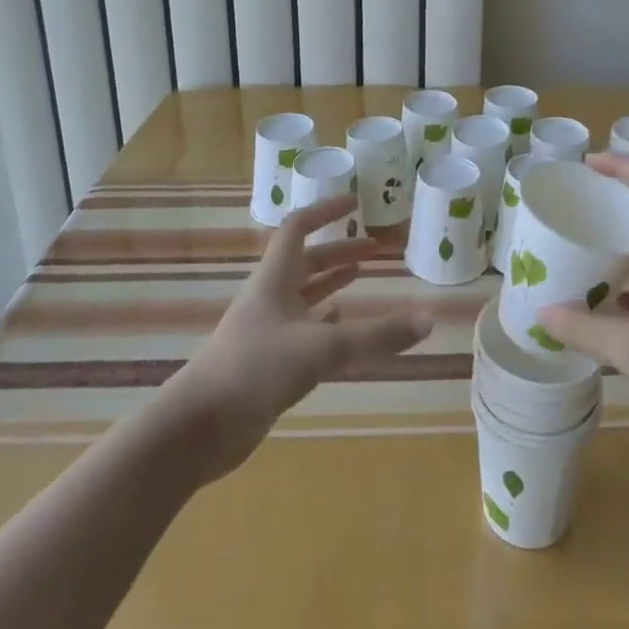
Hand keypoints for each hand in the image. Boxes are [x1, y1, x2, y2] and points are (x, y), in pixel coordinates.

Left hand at [159, 196, 431, 480]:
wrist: (199, 427)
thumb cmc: (256, 369)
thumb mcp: (322, 348)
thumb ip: (376, 336)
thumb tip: (429, 319)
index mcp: (275, 278)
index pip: (299, 227)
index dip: (326, 210)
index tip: (356, 202)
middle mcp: (270, 297)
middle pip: (307, 261)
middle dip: (341, 251)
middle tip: (377, 248)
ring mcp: (267, 330)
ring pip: (304, 294)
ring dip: (332, 281)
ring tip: (363, 274)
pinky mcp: (267, 361)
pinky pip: (302, 328)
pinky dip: (324, 320)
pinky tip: (342, 323)